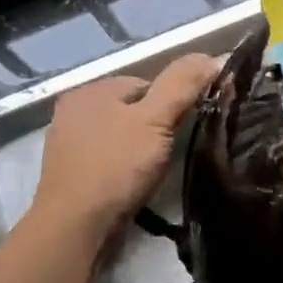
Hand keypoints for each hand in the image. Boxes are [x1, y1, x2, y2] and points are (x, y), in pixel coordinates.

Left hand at [30, 54, 220, 246]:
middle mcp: (74, 113)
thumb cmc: (115, 167)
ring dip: (141, 153)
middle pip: (133, 112)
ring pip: (121, 139)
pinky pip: (109, 164)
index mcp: (90, 91)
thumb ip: (182, 86)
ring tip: (156, 173)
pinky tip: (135, 186)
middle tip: (173, 154)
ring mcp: (68, 147)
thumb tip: (214, 56)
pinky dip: (126, 172)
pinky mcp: (71, 178)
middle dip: (155, 130)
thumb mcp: (155, 120)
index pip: (146, 84)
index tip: (187, 128)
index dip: (172, 104)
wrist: (75, 227)